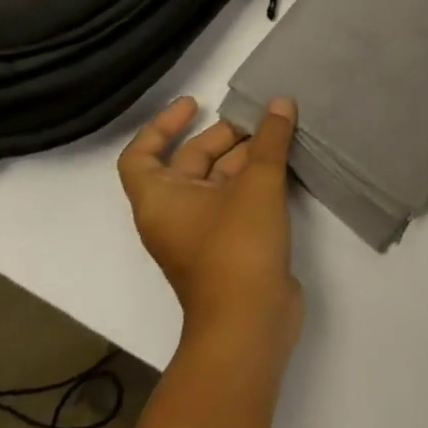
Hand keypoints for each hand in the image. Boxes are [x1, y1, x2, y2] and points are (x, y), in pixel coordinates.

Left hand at [118, 95, 301, 363]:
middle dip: (223, 136)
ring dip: (245, 157)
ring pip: (219, 182)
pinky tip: (285, 164)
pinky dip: (256, 180)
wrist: (249, 324)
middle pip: (189, 163)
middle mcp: (175, 215)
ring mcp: (204, 233)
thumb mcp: (257, 184)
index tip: (195, 104)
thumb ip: (270, 139)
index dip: (163, 125)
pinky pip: (238, 201)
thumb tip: (280, 102)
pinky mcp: (232, 247)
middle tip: (260, 116)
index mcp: (160, 200)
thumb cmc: (237, 248)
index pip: (141, 156)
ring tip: (280, 133)